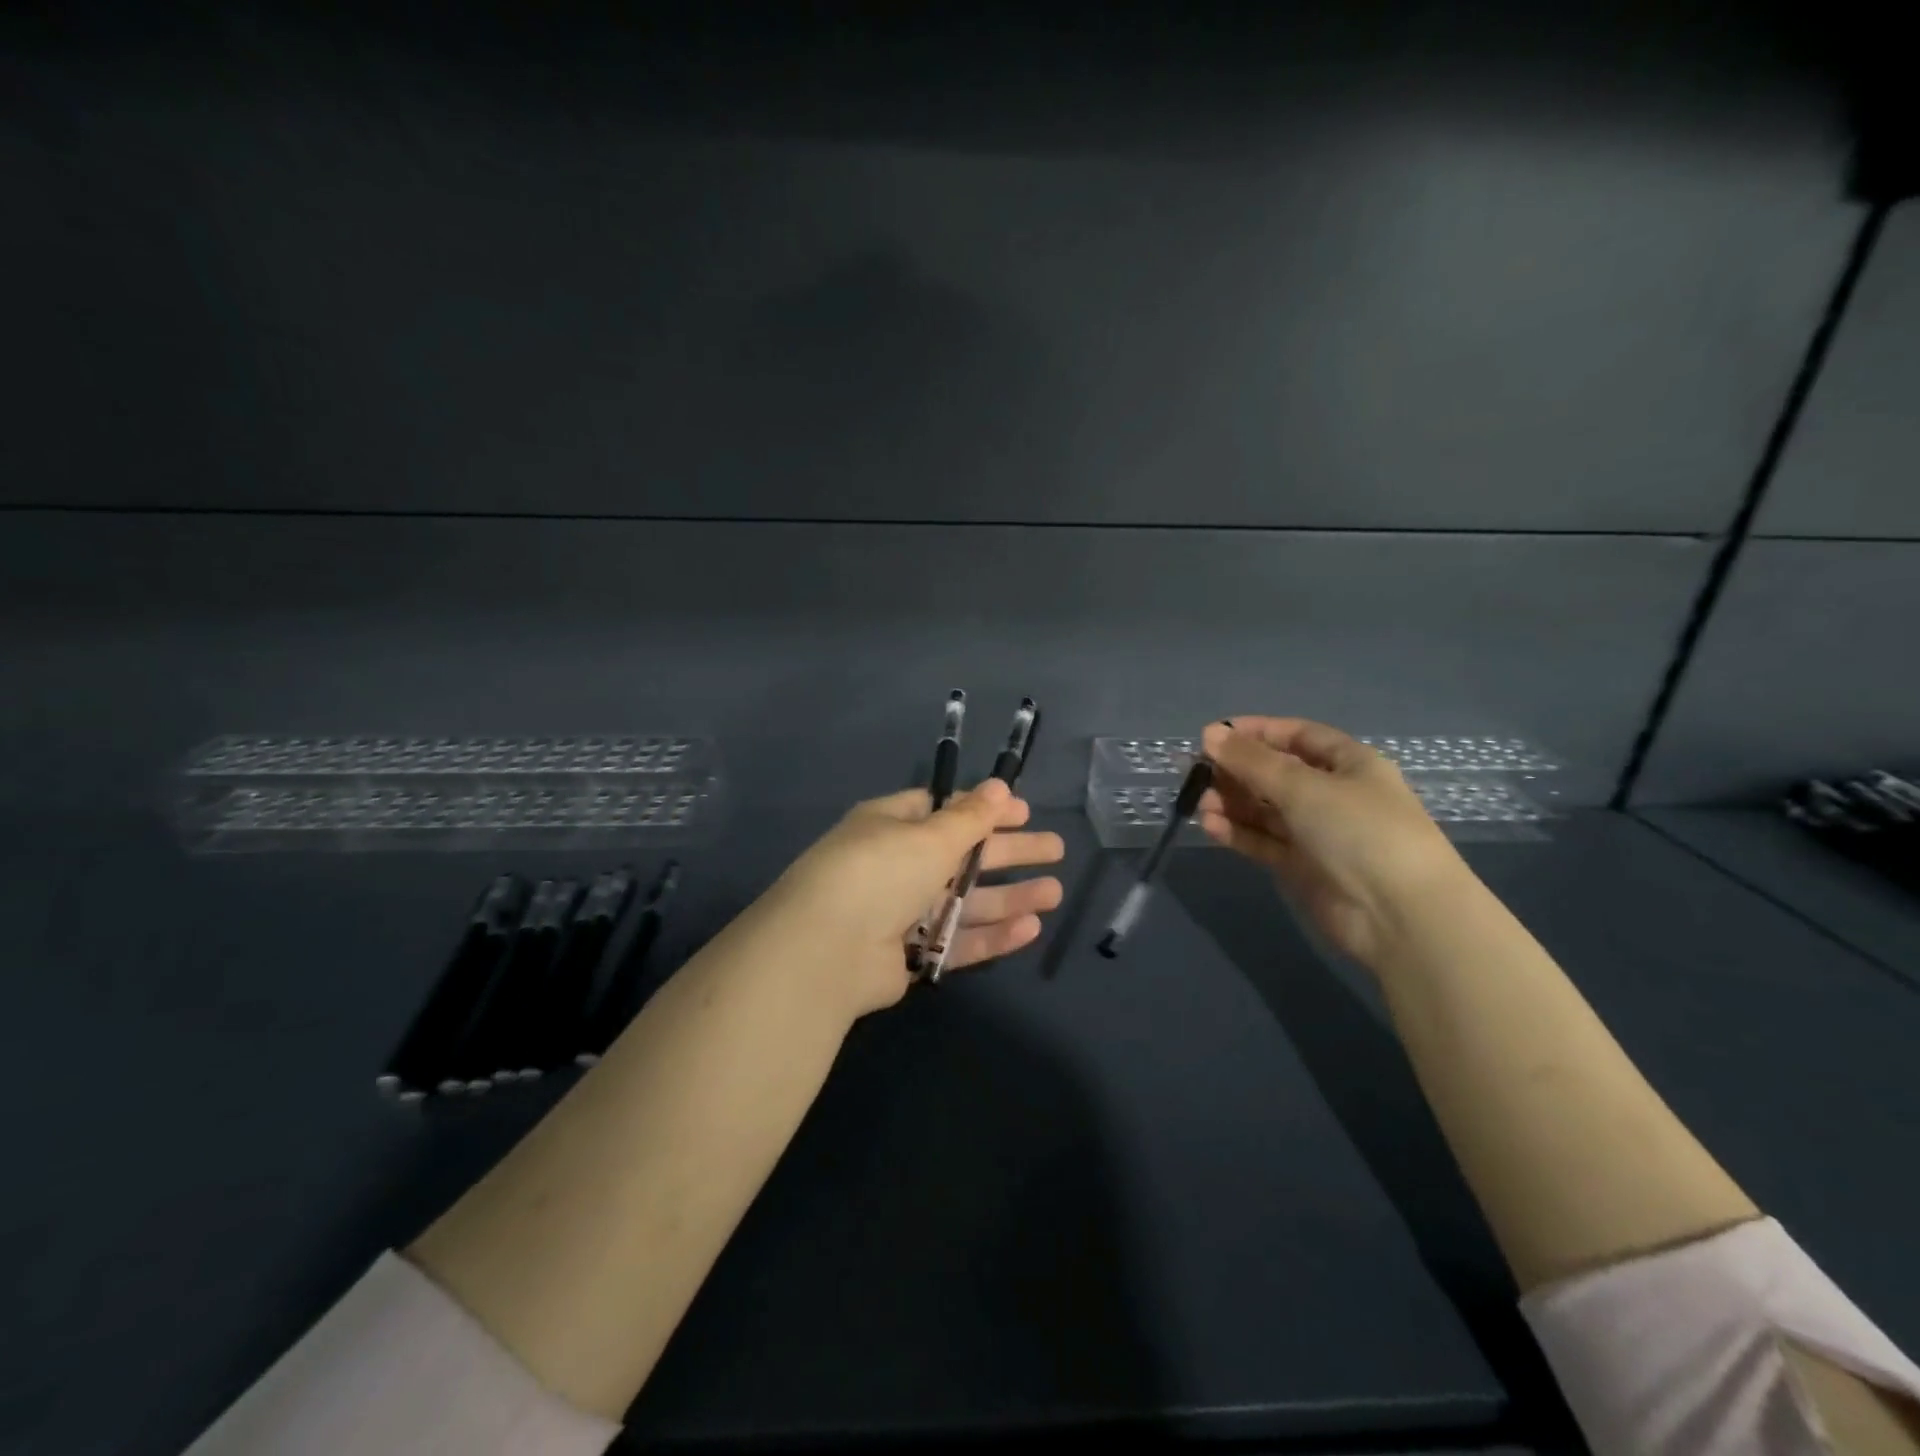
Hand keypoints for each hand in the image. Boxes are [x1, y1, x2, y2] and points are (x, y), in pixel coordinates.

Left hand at [745, 780, 1065, 1018]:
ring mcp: (902, 914)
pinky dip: (992, 934)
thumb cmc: (879, 872)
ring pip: (966, 902)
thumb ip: (971, 817)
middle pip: (963, 856)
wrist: (826, 950)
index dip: (985, 810)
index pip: (944, 811)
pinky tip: (1031, 928)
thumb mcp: (929, 836)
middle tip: (1056, 850)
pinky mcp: (910, 956)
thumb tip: (1001, 785)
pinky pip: (957, 940)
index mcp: (891, 826)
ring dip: (1009, 896)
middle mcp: (896, 866)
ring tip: (1055, 893)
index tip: (1024, 812)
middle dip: (1010, 852)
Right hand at [1197, 717, 1470, 967]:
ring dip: (1232, 803)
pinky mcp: (1303, 867)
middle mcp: (1334, 795)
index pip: (1297, 736)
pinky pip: (1264, 841)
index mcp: (1349, 764)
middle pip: (1277, 773)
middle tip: (1196, 774)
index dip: (1257, 732)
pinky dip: (1238, 832)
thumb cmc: (1359, 830)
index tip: (1213, 735)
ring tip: (1198, 803)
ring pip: (1266, 809)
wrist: (1400, 914)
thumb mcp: (1303, 786)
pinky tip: (1210, 826)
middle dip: (1237, 771)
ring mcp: (1319, 833)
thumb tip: (1210, 733)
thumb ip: (1252, 760)